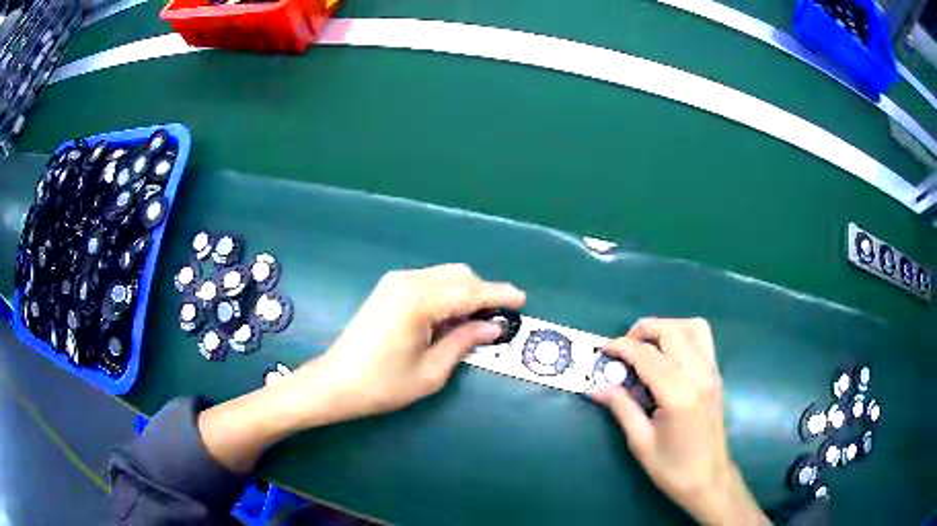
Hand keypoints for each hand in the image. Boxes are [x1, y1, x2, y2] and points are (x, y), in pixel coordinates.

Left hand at [287, 264, 525, 422]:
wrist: (336, 382)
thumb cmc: (383, 384)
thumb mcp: (431, 371)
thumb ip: (464, 342)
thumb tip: (493, 326)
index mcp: (419, 300)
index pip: (471, 291)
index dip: (500, 295)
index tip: (523, 300)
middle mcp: (408, 280)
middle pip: (459, 275)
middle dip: (483, 292)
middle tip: (498, 319)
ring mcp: (395, 281)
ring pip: (445, 276)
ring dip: (466, 292)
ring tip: (476, 322)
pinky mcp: (388, 288)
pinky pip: (429, 282)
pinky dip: (447, 294)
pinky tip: (450, 318)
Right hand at [590, 318, 767, 525]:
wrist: (709, 479)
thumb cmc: (672, 467)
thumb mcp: (641, 442)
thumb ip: (621, 408)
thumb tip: (596, 387)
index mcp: (678, 394)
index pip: (647, 355)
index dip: (621, 347)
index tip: (603, 349)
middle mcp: (699, 375)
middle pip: (672, 331)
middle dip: (644, 329)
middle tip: (624, 347)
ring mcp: (712, 372)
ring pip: (693, 327)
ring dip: (667, 327)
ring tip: (648, 345)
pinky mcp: (717, 375)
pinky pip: (703, 339)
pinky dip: (683, 335)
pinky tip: (668, 356)